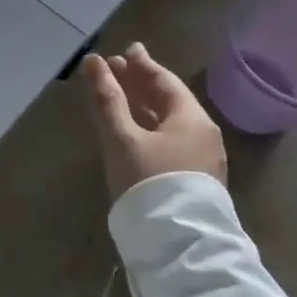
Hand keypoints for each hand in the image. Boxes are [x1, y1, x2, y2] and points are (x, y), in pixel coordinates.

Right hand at [82, 43, 226, 200]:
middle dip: (140, 84)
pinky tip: (134, 130)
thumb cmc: (149, 181)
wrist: (178, 245)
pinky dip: (150, 126)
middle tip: (117, 68)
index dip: (142, 65)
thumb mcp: (122, 137)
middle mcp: (202, 134)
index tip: (126, 51)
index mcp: (192, 118)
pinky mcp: (193, 180)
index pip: (165, 82)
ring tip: (120, 95)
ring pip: (169, 122)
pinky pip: (170, 140)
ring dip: (143, 106)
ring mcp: (201, 159)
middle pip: (168, 100)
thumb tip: (94, 62)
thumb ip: (107, 99)